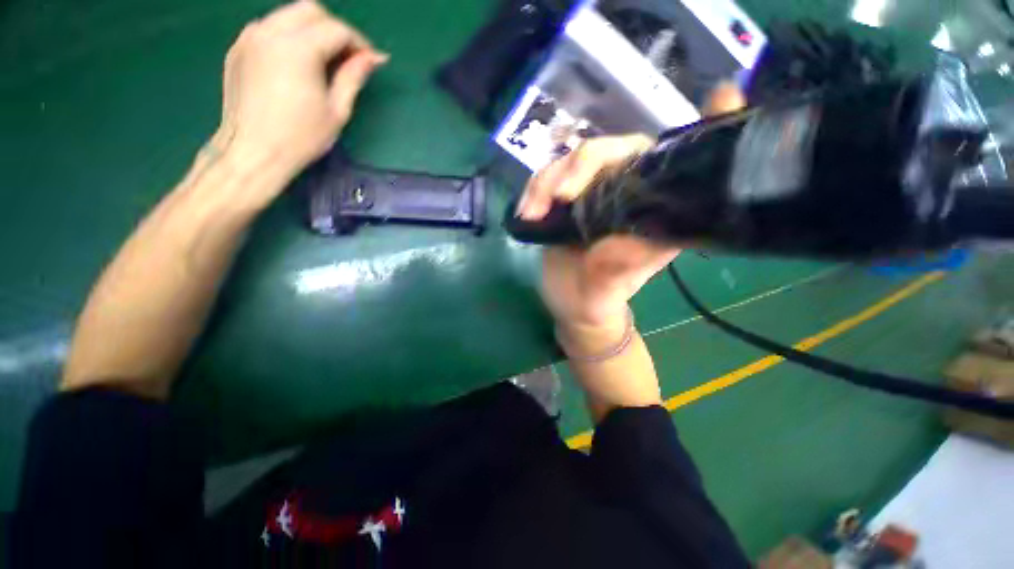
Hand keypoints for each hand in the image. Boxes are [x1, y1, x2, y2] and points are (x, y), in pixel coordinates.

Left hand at [214, 1, 386, 181]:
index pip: (336, 29)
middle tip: (349, 57)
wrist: (252, 152)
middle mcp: (270, 32)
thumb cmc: (301, 137)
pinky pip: (269, 28)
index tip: (371, 61)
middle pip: (310, 10)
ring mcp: (250, 37)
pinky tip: (297, 62)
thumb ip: (353, 77)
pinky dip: (289, 36)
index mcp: (297, 48)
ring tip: (324, 60)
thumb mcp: (337, 111)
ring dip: (311, 30)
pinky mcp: (238, 48)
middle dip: (335, 28)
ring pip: (288, 15)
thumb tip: (371, 58)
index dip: (359, 43)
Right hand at [521, 83, 745, 332]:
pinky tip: (526, 213)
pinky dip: (533, 191)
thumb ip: (625, 262)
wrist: (569, 303)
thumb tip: (643, 231)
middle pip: (611, 151)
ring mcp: (590, 194)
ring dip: (546, 182)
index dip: (696, 129)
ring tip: (531, 213)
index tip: (721, 95)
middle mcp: (625, 194)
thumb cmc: (598, 298)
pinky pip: (546, 180)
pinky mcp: (563, 201)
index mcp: (653, 211)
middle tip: (559, 196)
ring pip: (571, 162)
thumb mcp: (611, 287)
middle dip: (581, 166)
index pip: (669, 162)